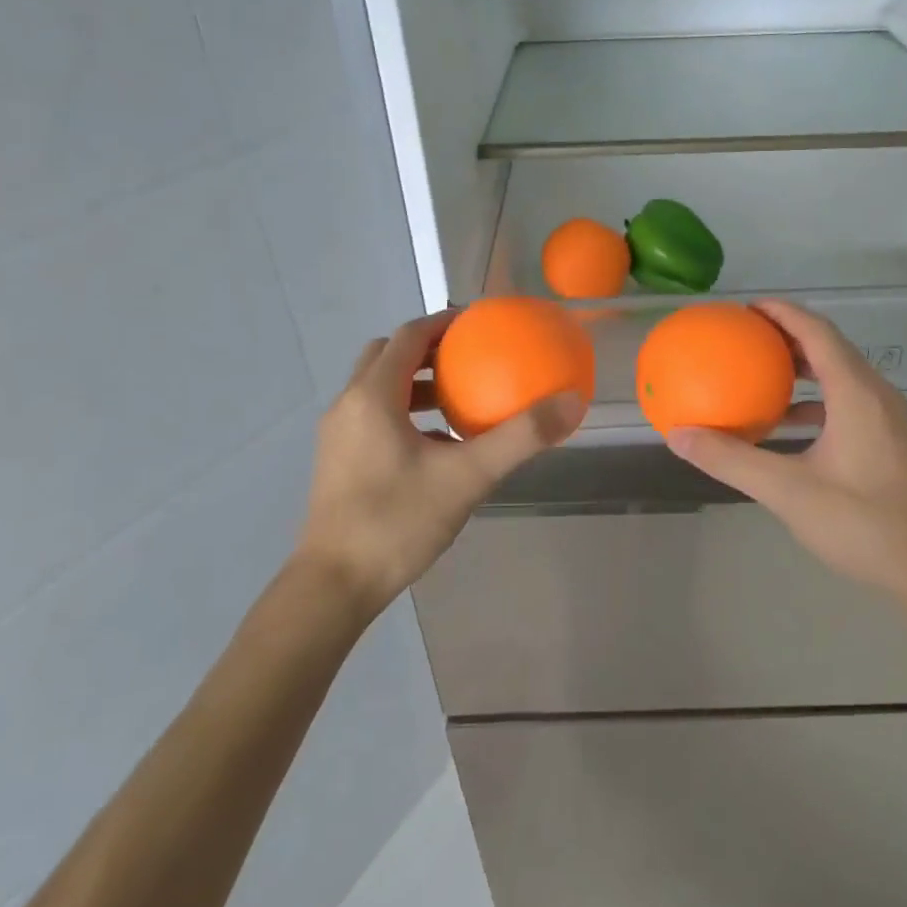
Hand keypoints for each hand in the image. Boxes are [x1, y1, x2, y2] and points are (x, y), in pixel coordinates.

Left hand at [296, 310, 585, 615]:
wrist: (334, 585)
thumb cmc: (398, 521)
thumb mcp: (468, 477)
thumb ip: (521, 437)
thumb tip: (572, 402)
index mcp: (373, 396)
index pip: (409, 335)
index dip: (444, 321)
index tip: (480, 320)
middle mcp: (348, 405)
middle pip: (387, 355)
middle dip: (428, 349)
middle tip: (469, 356)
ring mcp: (337, 434)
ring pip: (377, 387)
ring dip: (415, 382)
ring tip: (459, 398)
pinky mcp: (337, 460)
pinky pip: (373, 416)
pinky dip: (403, 412)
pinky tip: (437, 445)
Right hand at [665, 300, 906, 602]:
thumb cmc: (863, 523)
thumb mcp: (788, 491)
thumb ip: (731, 460)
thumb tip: (678, 435)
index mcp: (857, 394)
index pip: (817, 332)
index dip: (782, 312)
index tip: (745, 308)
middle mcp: (876, 395)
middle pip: (830, 347)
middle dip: (787, 336)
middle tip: (745, 337)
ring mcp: (887, 419)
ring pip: (840, 375)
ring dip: (801, 368)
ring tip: (760, 374)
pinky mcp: (890, 441)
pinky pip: (847, 402)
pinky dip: (814, 401)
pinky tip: (786, 425)